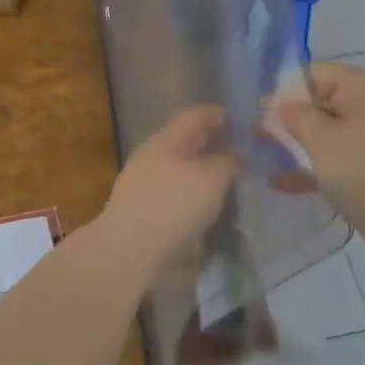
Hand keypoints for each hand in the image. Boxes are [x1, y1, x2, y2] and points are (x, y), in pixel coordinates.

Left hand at [101, 107, 239, 273]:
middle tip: (235, 150)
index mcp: (166, 139)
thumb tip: (234, 155)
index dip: (215, 114)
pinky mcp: (141, 211)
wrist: (129, 250)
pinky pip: (172, 193)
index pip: (193, 116)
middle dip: (208, 143)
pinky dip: (190, 193)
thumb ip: (227, 162)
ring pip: (177, 168)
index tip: (235, 118)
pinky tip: (204, 207)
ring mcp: (142, 184)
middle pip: (183, 142)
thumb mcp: (212, 178)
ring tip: (224, 181)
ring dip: (200, 171)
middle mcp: (151, 156)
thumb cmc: (174, 204)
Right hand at [277, 63, 364, 242]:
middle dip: (291, 119)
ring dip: (301, 143)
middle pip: (325, 101)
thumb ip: (294, 116)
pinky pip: (343, 156)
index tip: (259, 112)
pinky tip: (283, 183)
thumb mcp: (320, 139)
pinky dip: (318, 165)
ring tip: (265, 156)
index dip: (286, 90)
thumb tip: (281, 105)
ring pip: (332, 132)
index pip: (318, 73)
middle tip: (258, 136)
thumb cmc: (363, 170)